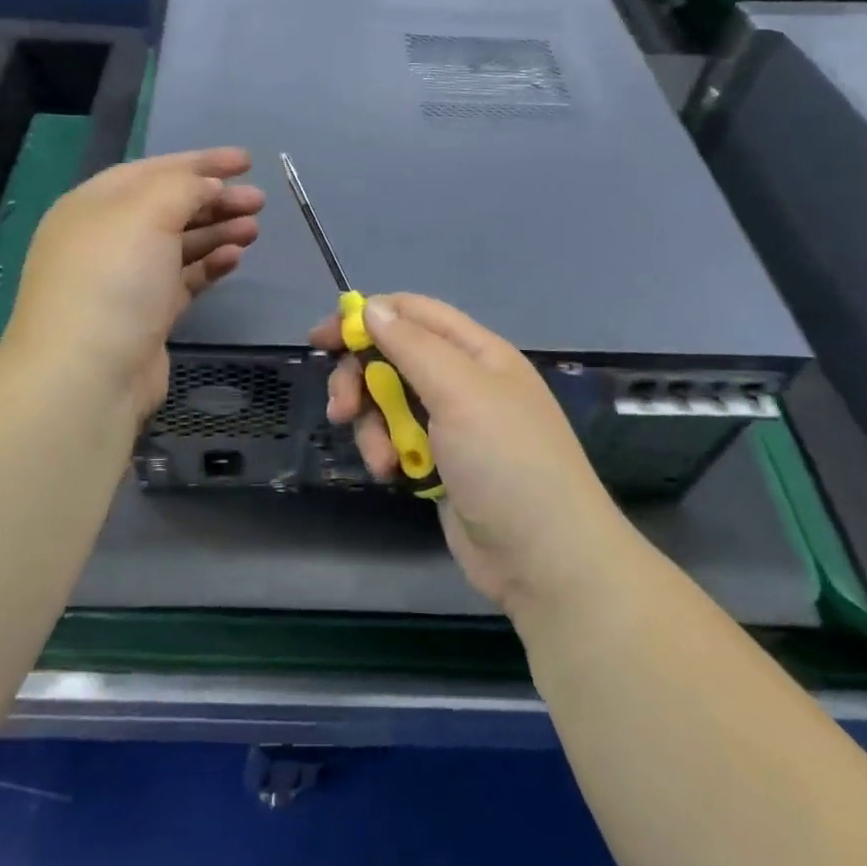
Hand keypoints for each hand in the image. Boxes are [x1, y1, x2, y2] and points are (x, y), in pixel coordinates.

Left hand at [5, 148, 263, 426]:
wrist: (88, 375)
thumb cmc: (113, 279)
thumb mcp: (146, 213)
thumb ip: (182, 188)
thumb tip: (208, 186)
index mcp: (94, 205)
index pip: (153, 170)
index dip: (201, 162)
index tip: (247, 161)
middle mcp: (106, 238)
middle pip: (168, 207)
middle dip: (215, 199)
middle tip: (259, 200)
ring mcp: (125, 280)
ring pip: (179, 243)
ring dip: (217, 231)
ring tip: (254, 228)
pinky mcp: (145, 316)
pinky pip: (183, 279)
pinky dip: (208, 265)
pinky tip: (234, 258)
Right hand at [312, 294, 632, 613]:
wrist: (544, 558)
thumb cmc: (505, 460)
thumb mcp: (459, 391)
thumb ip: (411, 345)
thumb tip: (372, 307)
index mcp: (476, 352)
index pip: (413, 313)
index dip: (367, 317)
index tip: (322, 337)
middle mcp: (463, 381)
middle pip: (393, 358)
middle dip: (361, 379)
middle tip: (340, 408)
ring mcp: (451, 425)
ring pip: (388, 403)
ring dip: (372, 425)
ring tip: (380, 457)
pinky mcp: (439, 464)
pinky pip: (396, 440)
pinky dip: (386, 452)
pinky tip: (391, 474)